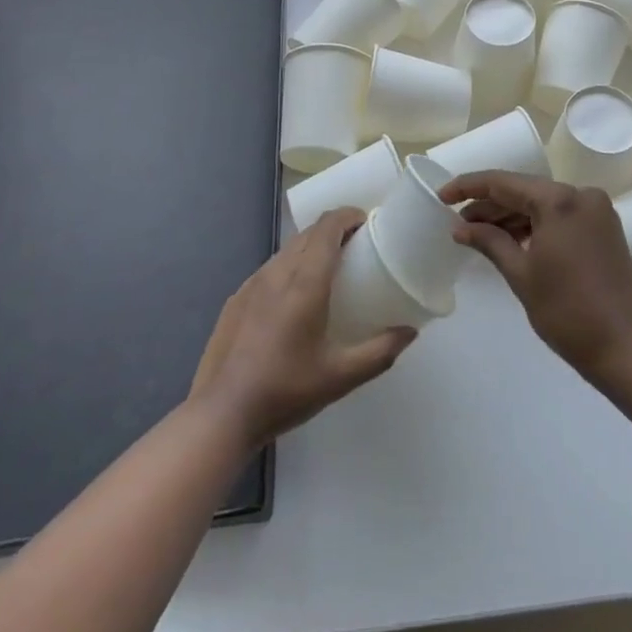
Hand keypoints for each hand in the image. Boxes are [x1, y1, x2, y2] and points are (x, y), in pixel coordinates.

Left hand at [189, 208, 415, 446]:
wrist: (221, 416)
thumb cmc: (285, 392)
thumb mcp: (340, 377)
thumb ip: (379, 352)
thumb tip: (410, 332)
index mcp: (305, 282)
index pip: (328, 226)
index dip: (349, 215)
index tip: (368, 223)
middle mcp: (278, 272)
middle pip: (309, 232)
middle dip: (334, 230)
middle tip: (356, 249)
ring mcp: (252, 283)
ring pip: (287, 249)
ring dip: (310, 248)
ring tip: (327, 272)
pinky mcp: (236, 299)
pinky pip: (270, 269)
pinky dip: (289, 268)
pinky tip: (292, 300)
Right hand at [439, 171, 631, 377]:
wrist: (626, 349)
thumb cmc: (567, 312)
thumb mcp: (521, 274)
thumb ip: (489, 241)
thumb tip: (460, 227)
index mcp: (559, 199)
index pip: (503, 182)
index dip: (469, 187)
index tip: (442, 196)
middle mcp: (580, 194)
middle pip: (524, 190)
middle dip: (490, 205)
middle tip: (457, 222)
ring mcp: (596, 210)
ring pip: (542, 203)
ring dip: (511, 215)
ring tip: (478, 233)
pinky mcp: (603, 227)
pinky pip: (560, 215)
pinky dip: (535, 225)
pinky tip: (511, 239)